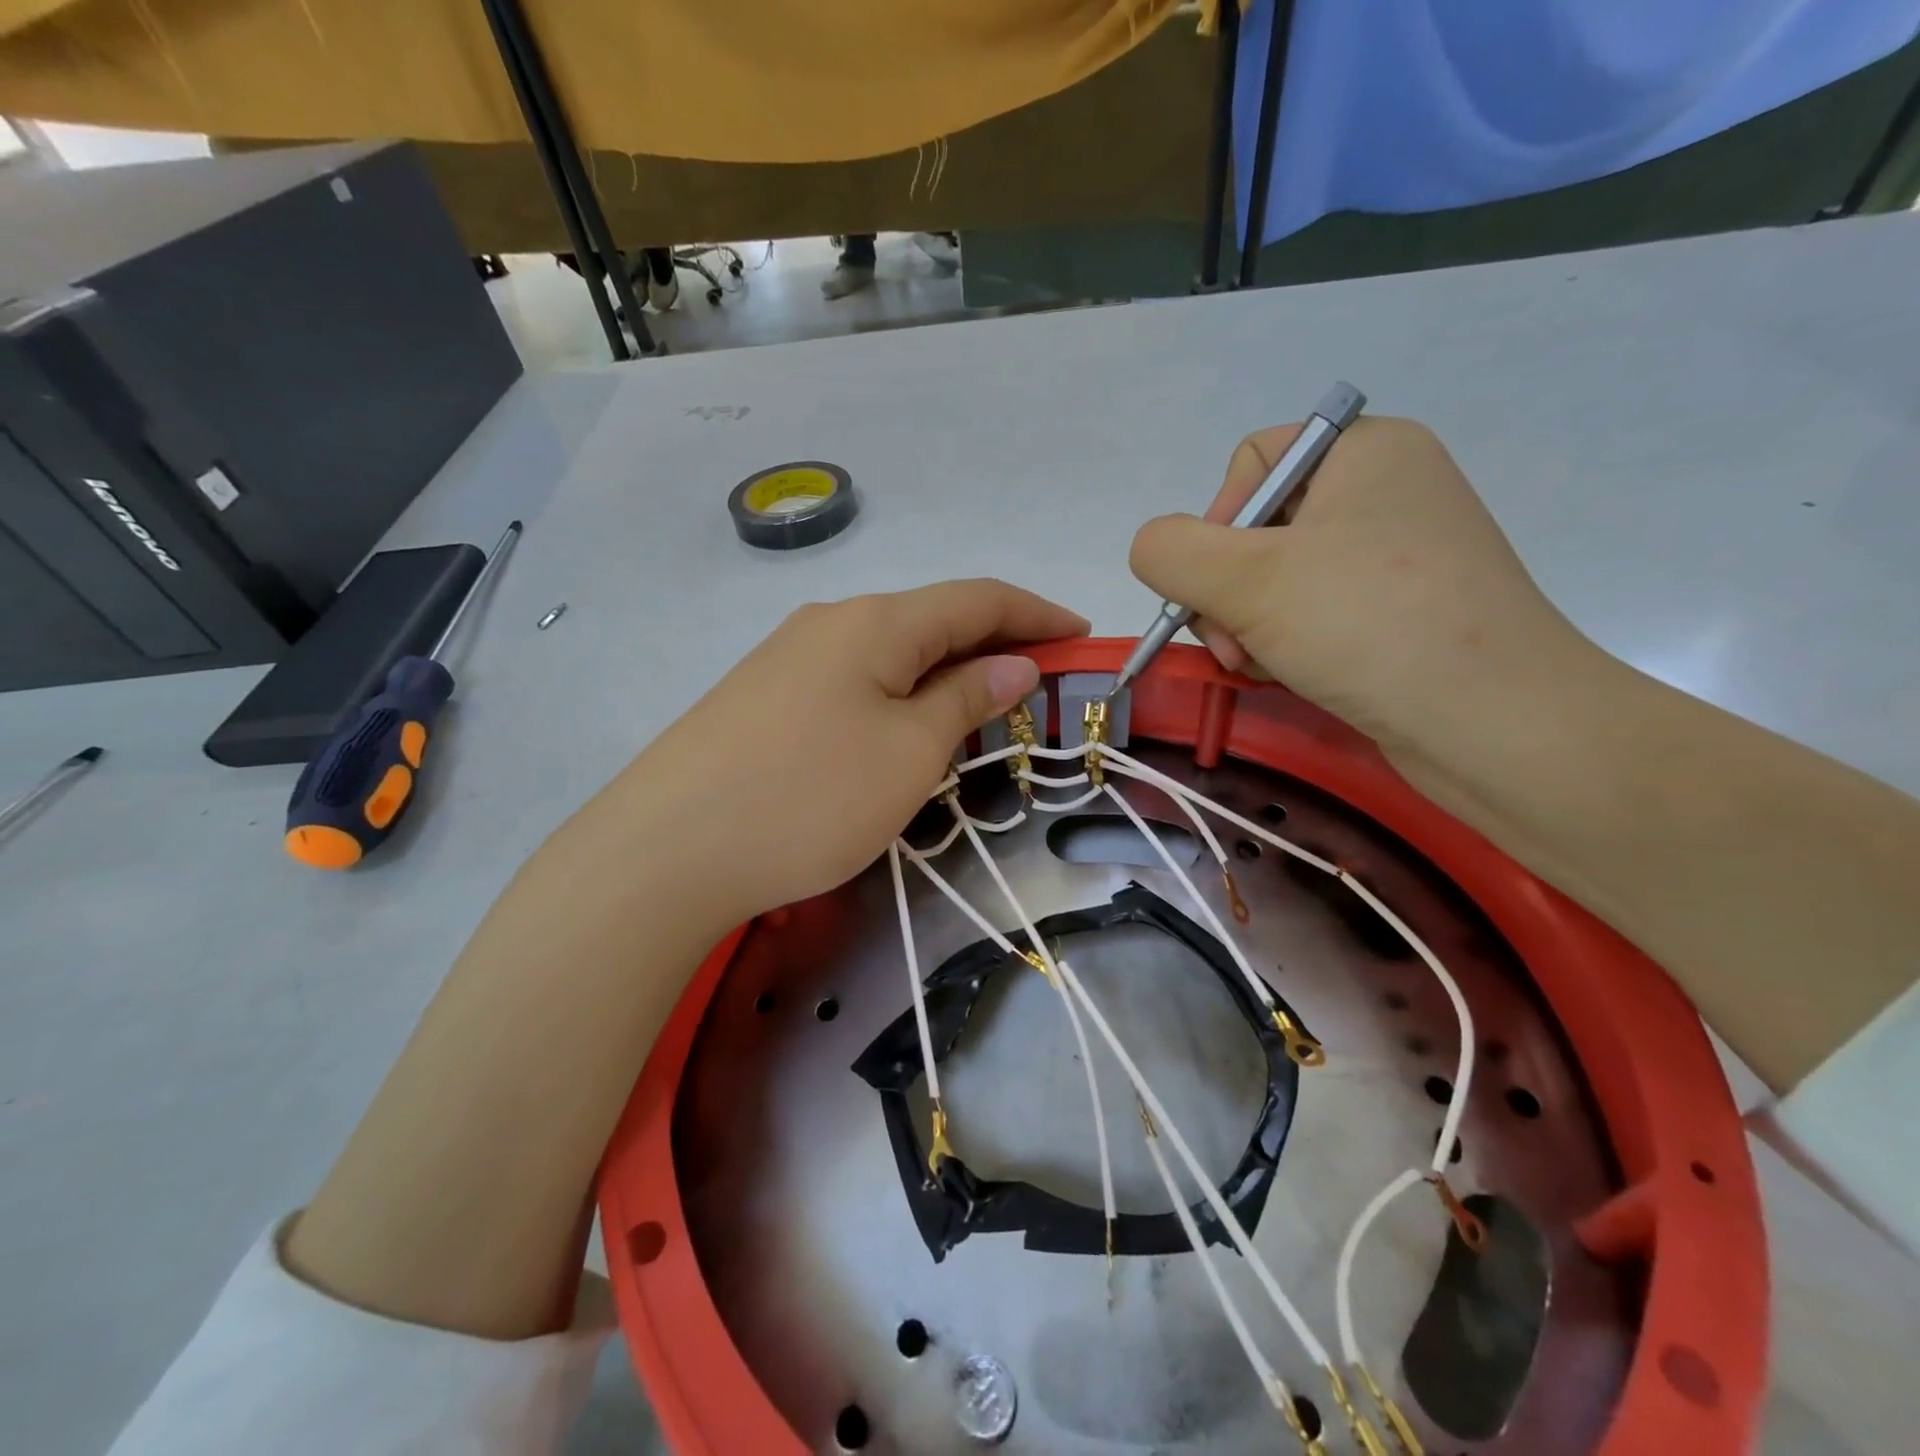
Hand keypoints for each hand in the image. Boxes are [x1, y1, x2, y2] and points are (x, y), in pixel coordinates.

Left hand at [600, 580, 1085, 926]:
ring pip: (890, 652)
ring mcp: (789, 658)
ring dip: (945, 671)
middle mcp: (831, 622)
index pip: (978, 598)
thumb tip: (1010, 664)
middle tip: (1041, 680)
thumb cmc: (809, 797)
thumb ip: (966, 700)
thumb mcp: (909, 752)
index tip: (1082, 636)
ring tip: (982, 707)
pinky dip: (899, 693)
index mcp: (876, 621)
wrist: (666, 851)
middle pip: (932, 619)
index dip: (1037, 613)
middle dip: (994, 642)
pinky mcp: (763, 697)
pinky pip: (853, 680)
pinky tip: (902, 726)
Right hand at [1128, 417, 1594, 771]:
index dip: (1217, 523)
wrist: (1496, 725)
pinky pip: (1312, 615)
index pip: (1251, 463)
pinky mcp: (1400, 614)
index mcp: (1365, 451)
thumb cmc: (1369, 625)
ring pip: (1276, 581)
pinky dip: (1285, 646)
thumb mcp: (1246, 579)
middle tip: (1237, 646)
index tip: (1220, 586)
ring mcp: (1396, 558)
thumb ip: (1170, 551)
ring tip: (1263, 667)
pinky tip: (1291, 677)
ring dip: (1247, 628)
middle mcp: (1384, 492)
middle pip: (1257, 529)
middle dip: (1228, 594)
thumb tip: (1153, 550)